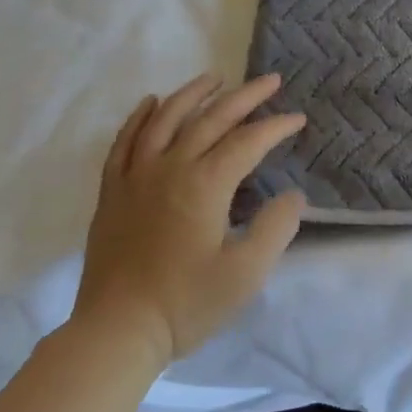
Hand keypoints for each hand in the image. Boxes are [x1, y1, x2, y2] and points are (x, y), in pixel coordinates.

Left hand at [73, 74, 305, 366]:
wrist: (115, 333)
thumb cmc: (186, 304)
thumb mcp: (246, 273)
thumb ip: (275, 228)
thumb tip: (293, 195)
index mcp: (205, 184)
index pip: (248, 141)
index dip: (276, 127)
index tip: (298, 119)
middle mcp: (170, 168)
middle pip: (212, 119)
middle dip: (245, 96)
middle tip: (271, 80)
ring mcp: (136, 177)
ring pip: (166, 120)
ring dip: (193, 94)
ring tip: (215, 78)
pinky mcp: (113, 193)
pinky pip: (124, 143)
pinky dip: (139, 117)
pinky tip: (151, 103)